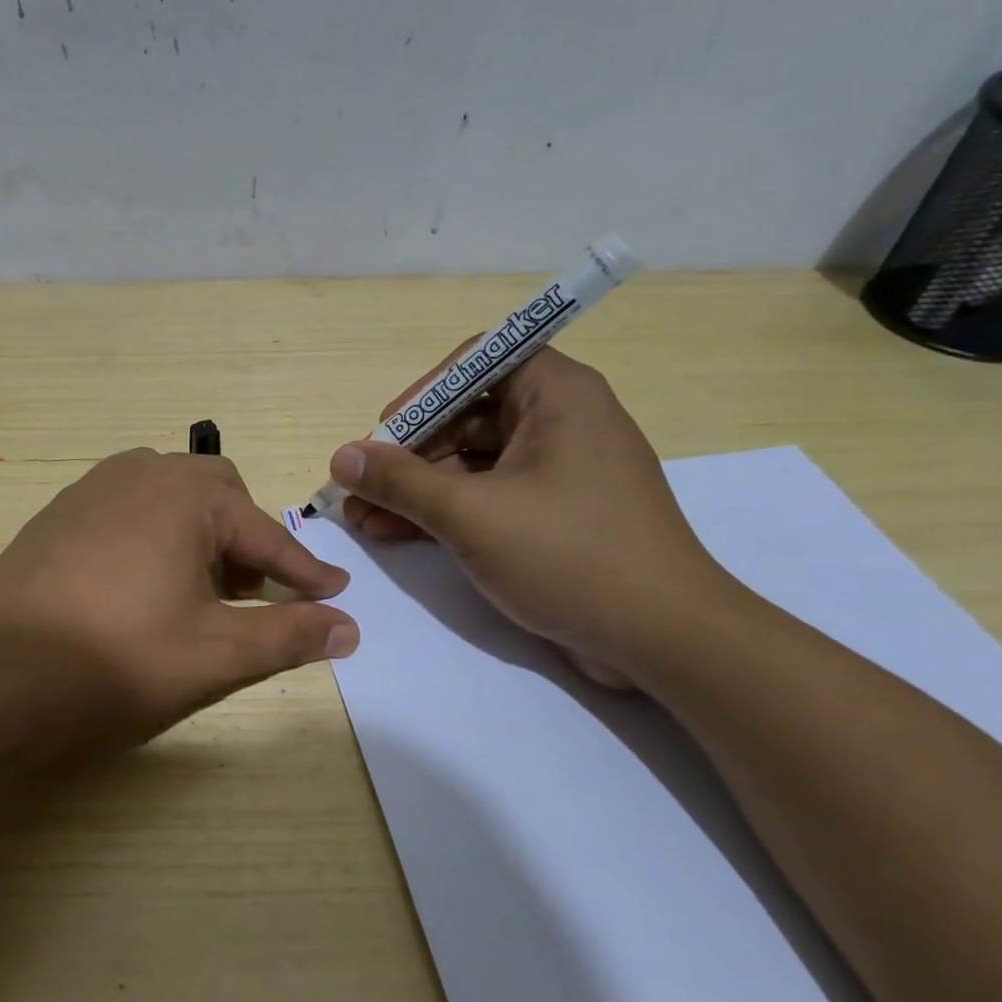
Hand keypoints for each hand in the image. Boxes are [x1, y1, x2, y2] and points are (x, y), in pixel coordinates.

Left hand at [0, 448, 357, 742]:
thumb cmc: (116, 660)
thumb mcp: (216, 653)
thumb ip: (288, 635)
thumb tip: (349, 627)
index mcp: (184, 493)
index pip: (265, 533)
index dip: (304, 571)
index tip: (335, 595)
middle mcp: (137, 474)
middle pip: (216, 496)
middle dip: (246, 541)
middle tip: (253, 591)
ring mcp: (86, 492)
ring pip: (166, 501)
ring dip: (198, 538)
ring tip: (199, 592)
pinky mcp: (52, 519)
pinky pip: (124, 515)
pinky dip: (153, 542)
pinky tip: (139, 590)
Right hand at [329, 347, 728, 685]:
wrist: (660, 638)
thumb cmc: (568, 555)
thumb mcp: (471, 514)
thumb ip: (401, 481)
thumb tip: (341, 456)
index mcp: (557, 395)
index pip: (476, 364)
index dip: (422, 394)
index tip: (381, 433)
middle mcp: (560, 423)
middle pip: (466, 418)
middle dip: (406, 455)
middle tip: (356, 488)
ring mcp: (557, 474)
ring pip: (471, 465)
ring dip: (415, 491)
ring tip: (360, 520)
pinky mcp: (553, 518)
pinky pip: (487, 500)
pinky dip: (443, 515)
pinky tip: (393, 535)